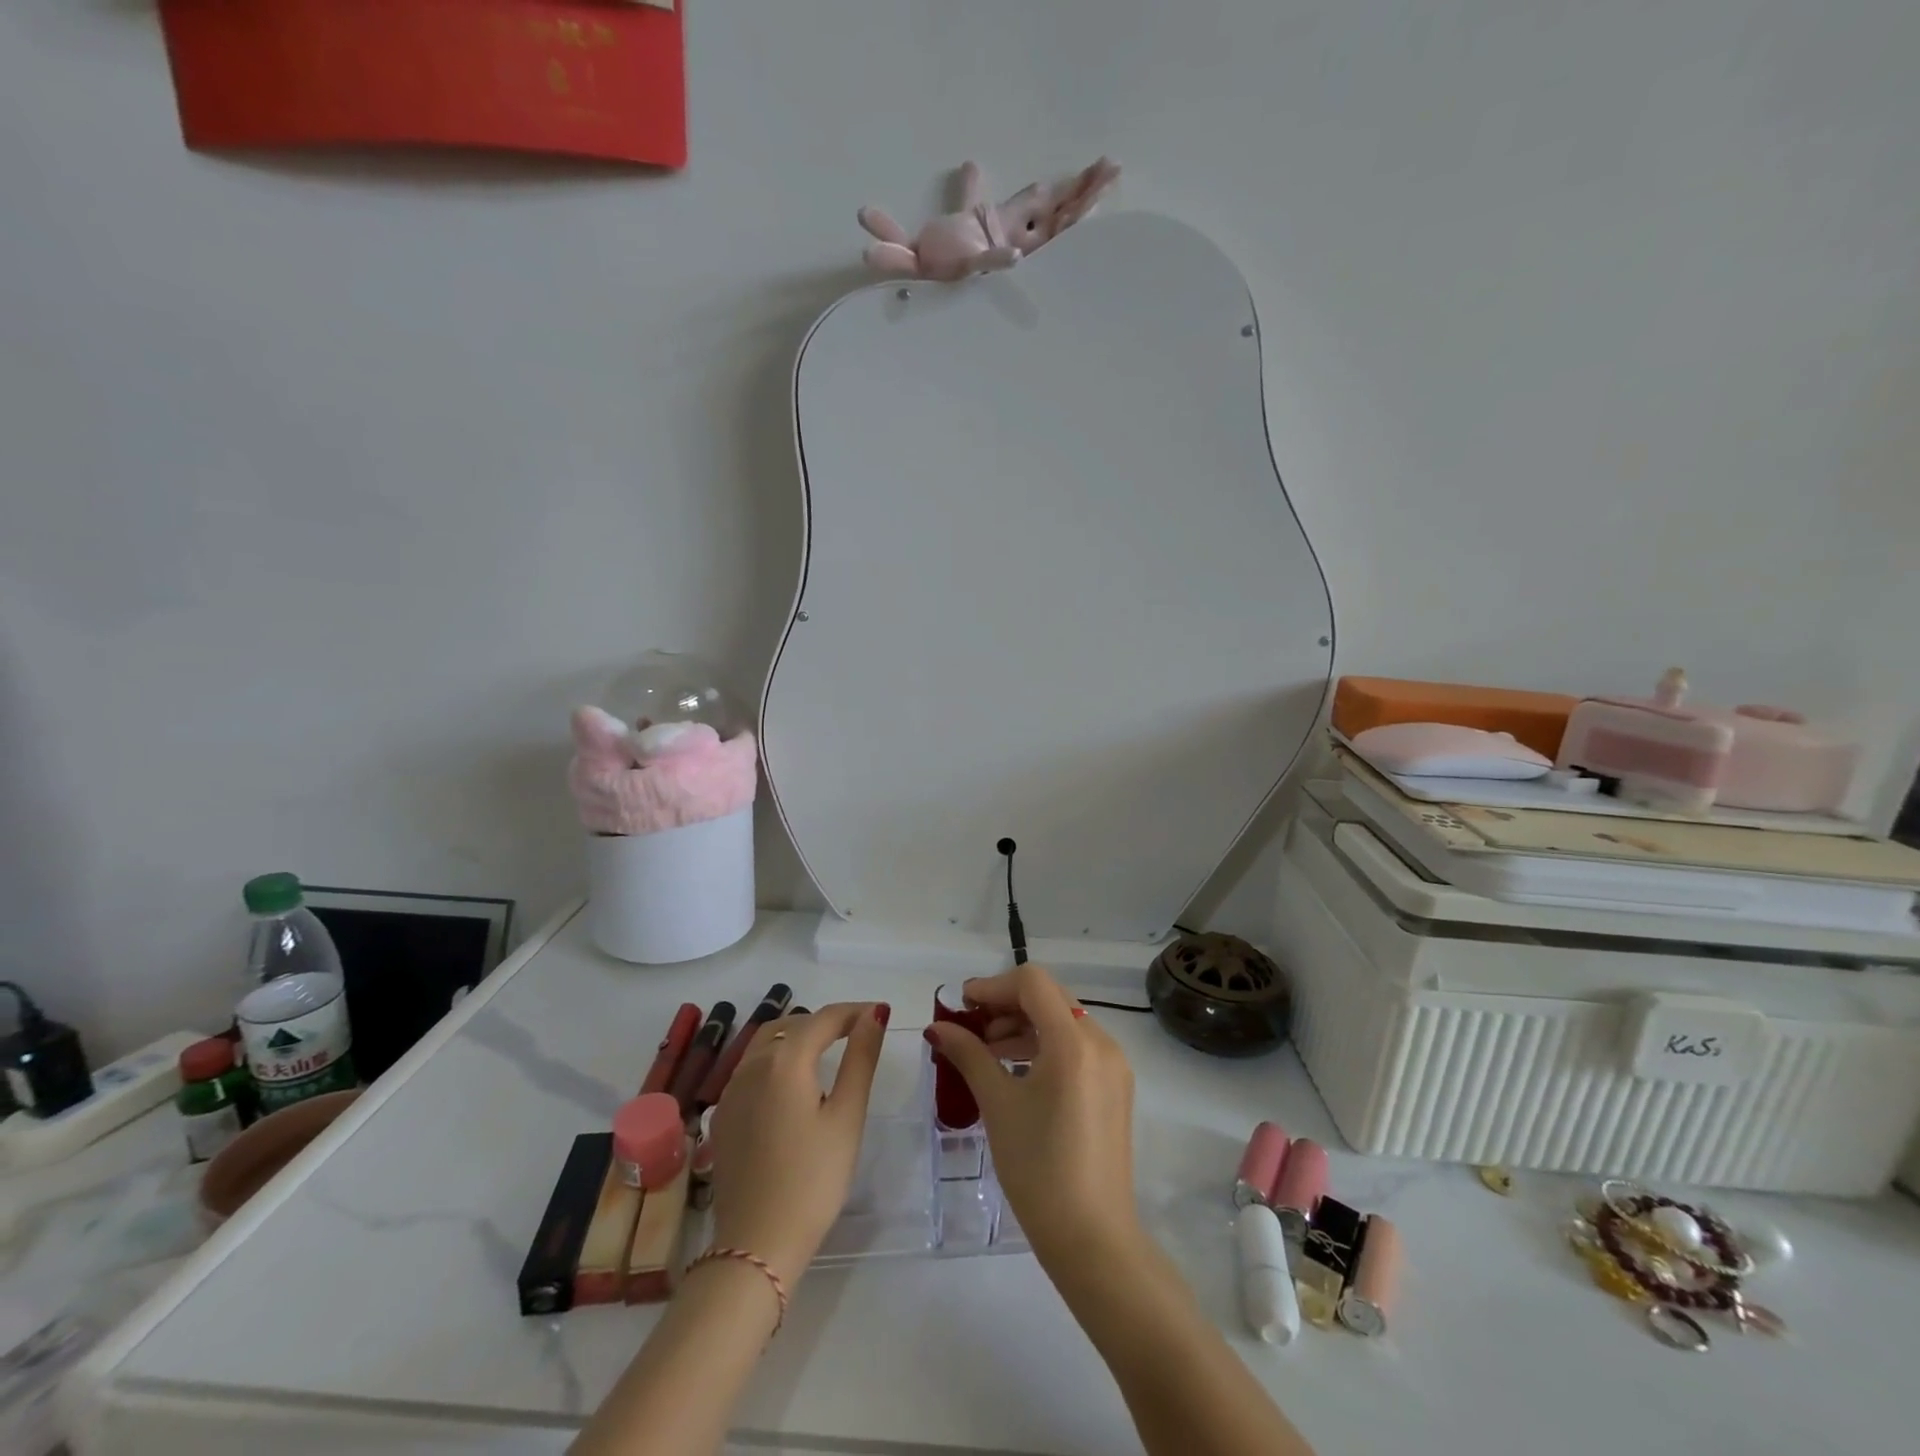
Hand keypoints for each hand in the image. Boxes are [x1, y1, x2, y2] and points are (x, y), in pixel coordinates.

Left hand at [709, 1003, 887, 1286]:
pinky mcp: (724, 1115)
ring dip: (798, 1036)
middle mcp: (752, 1065)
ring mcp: (731, 1090)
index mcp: (785, 1060)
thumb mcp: (847, 1116)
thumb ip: (861, 1058)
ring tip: (828, 1051)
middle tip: (857, 1033)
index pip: (825, 1018)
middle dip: (826, 1022)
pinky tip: (793, 1084)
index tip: (880, 1014)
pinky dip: (777, 1059)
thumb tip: (875, 1013)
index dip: (855, 1011)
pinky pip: (751, 1067)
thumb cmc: (813, 1179)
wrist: (756, 1245)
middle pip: (792, 1025)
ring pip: (767, 1042)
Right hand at [923, 966, 1138, 1270]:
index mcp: (1074, 1042)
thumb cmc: (1039, 1170)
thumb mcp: (998, 1106)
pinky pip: (1076, 1046)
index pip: (1032, 982)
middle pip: (1049, 996)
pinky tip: (1016, 1070)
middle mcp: (1101, 1042)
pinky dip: (1044, 1045)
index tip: (961, 1005)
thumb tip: (938, 1027)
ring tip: (987, 1052)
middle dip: (1006, 1004)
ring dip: (1023, 1024)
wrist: (1094, 1240)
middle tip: (970, 1028)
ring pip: (1063, 1020)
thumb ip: (968, 1055)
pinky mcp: (1115, 1086)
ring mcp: (1113, 1065)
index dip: (993, 985)